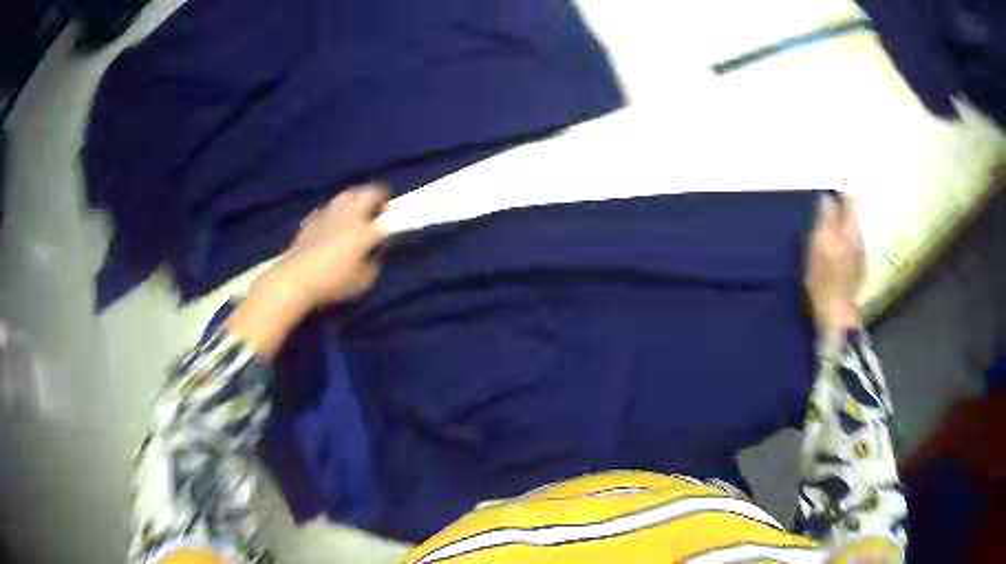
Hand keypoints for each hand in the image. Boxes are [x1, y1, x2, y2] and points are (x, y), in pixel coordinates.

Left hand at [224, 185, 387, 357]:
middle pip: (367, 194)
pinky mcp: (313, 220)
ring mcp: (329, 215)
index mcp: (364, 231)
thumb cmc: (332, 281)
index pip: (385, 221)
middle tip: (382, 201)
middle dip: (378, 194)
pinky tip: (335, 215)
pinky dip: (337, 208)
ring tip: (360, 201)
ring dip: (357, 195)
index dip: (392, 221)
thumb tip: (372, 260)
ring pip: (347, 195)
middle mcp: (349, 216)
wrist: (296, 277)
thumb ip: (371, 267)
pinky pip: (329, 207)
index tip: (394, 223)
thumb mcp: (361, 282)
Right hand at [805, 194, 864, 333]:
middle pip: (852, 218)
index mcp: (851, 230)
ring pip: (853, 234)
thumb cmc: (824, 278)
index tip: (825, 198)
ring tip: (827, 236)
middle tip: (823, 216)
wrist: (836, 314)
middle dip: (840, 214)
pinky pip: (852, 250)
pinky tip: (835, 256)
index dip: (838, 197)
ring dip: (841, 231)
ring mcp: (861, 258)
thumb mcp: (819, 245)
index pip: (849, 202)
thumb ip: (825, 220)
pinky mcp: (858, 273)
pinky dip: (843, 247)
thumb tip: (827, 198)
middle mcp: (860, 240)